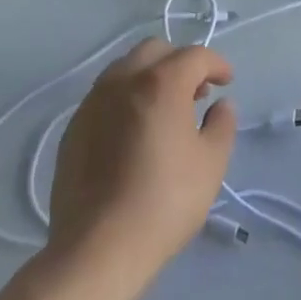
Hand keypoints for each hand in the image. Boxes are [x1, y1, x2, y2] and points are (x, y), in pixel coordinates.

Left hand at [48, 39, 236, 293]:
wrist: (97, 249)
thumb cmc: (164, 202)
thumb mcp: (211, 164)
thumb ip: (222, 124)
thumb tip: (221, 105)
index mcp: (161, 83)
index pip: (194, 56)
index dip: (216, 64)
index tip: (227, 82)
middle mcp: (123, 80)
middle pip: (155, 50)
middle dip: (179, 62)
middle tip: (195, 93)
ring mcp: (93, 102)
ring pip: (125, 68)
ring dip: (149, 76)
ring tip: (163, 110)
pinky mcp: (73, 127)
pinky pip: (105, 96)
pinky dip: (125, 99)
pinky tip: (133, 132)